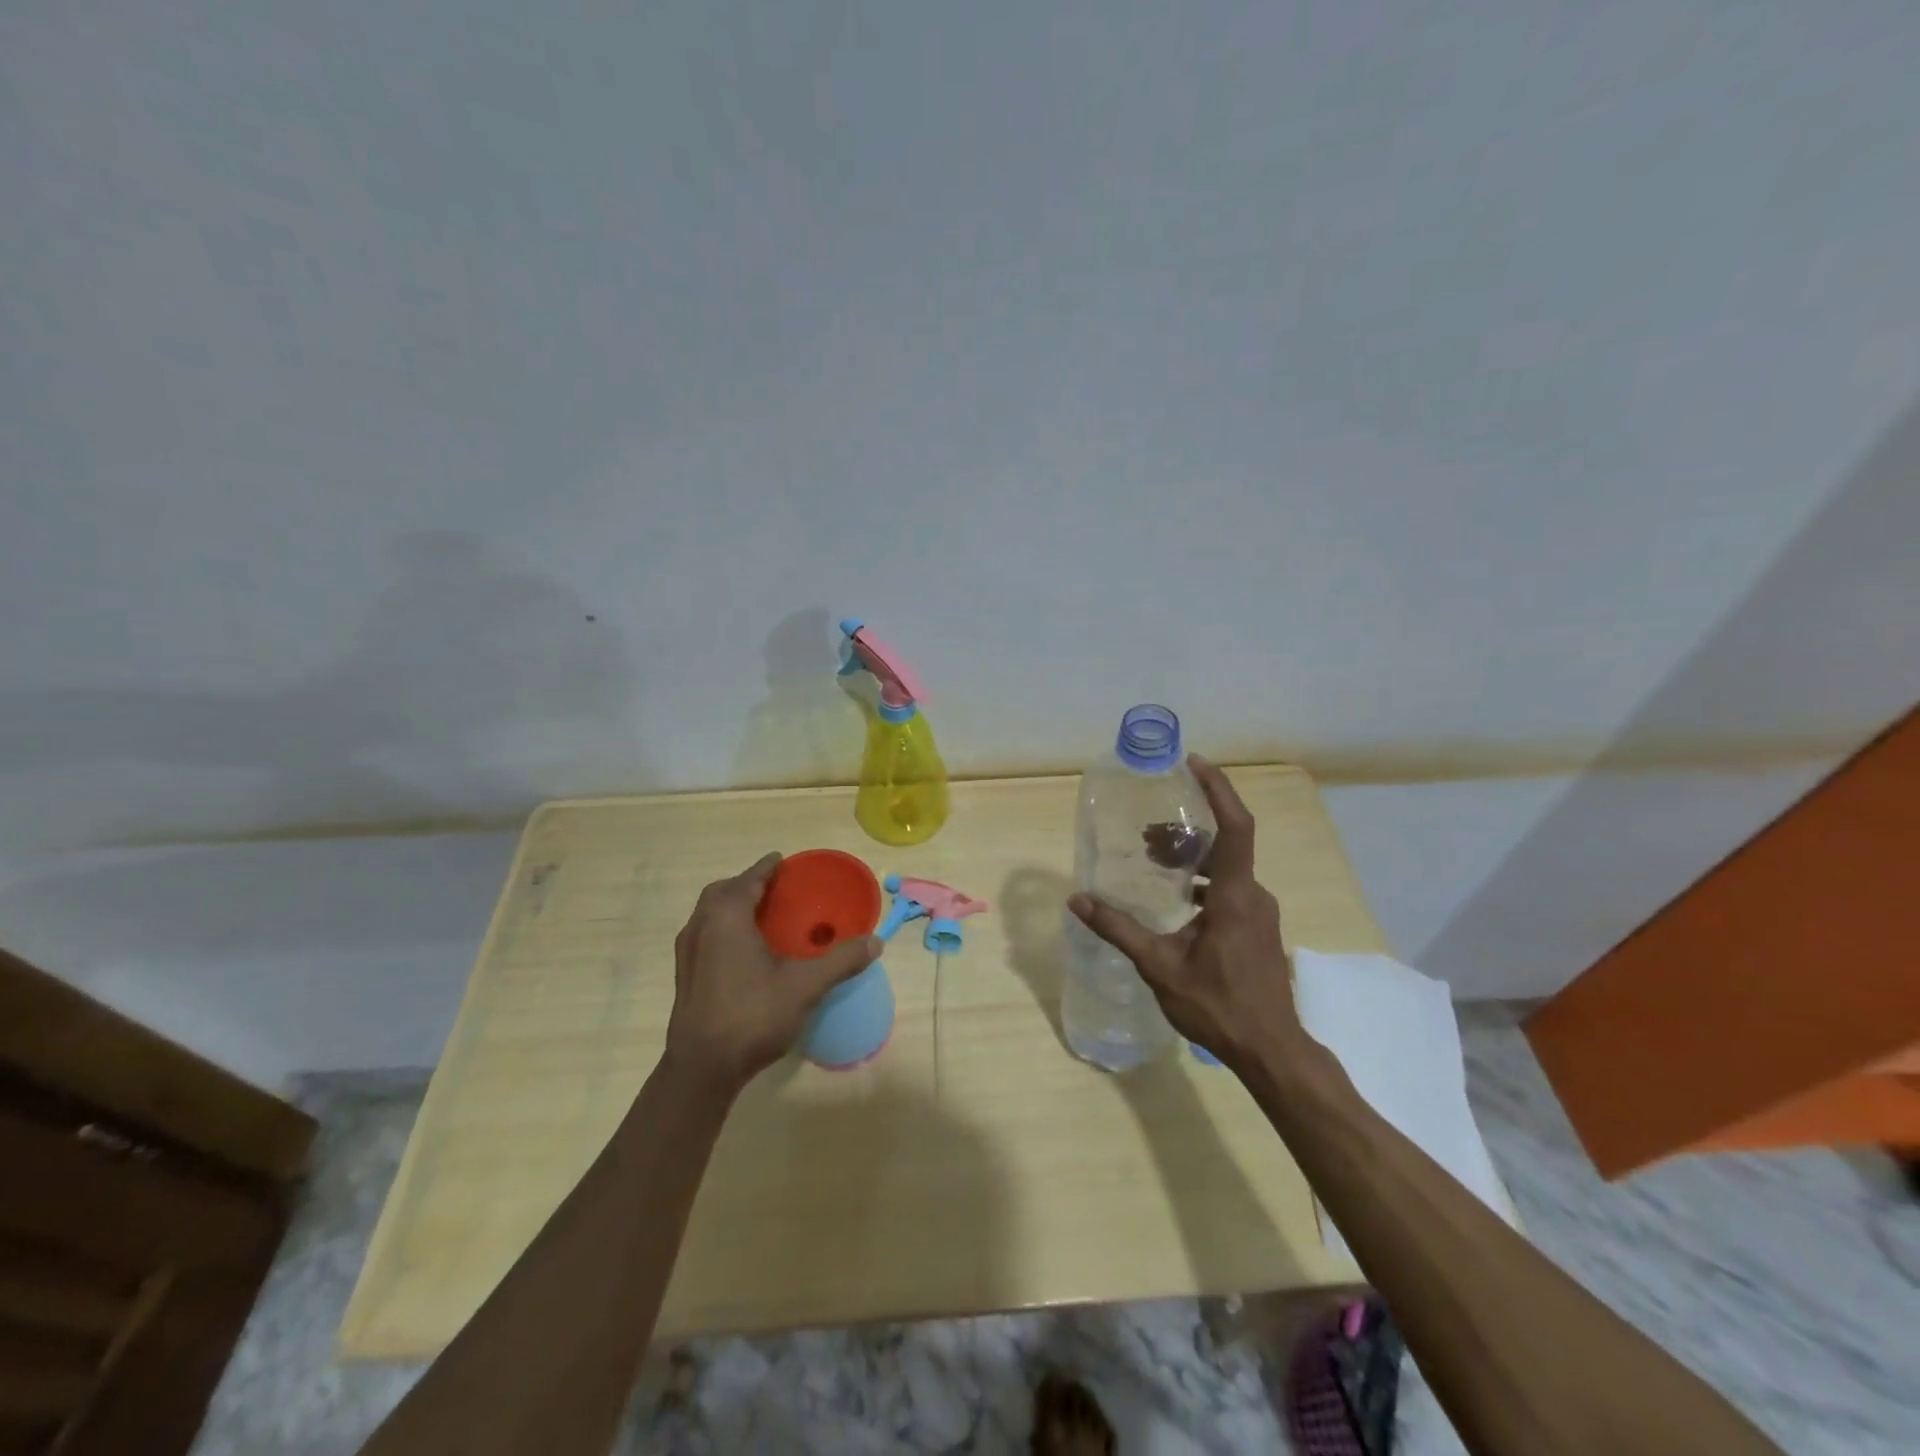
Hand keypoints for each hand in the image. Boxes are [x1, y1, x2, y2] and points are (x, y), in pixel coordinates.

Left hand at [664, 853, 879, 1095]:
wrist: (702, 1069)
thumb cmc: (752, 1015)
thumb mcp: (805, 986)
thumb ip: (841, 960)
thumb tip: (876, 941)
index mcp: (727, 917)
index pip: (748, 880)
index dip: (766, 868)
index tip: (781, 861)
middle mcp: (701, 926)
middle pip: (722, 892)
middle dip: (746, 885)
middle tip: (773, 889)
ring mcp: (687, 952)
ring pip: (708, 915)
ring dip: (732, 907)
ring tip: (761, 918)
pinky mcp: (685, 976)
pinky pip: (704, 935)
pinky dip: (723, 929)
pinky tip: (743, 952)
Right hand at [1068, 756, 1303, 1074]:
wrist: (1270, 1050)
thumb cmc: (1217, 1005)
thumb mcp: (1159, 966)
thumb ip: (1119, 929)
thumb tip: (1078, 900)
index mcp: (1236, 896)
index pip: (1235, 826)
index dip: (1218, 789)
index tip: (1194, 764)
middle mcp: (1254, 896)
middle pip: (1225, 844)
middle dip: (1188, 831)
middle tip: (1147, 835)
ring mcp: (1260, 913)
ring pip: (1228, 869)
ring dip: (1194, 858)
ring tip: (1155, 863)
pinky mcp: (1258, 929)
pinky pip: (1232, 889)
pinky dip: (1204, 881)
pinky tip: (1177, 901)